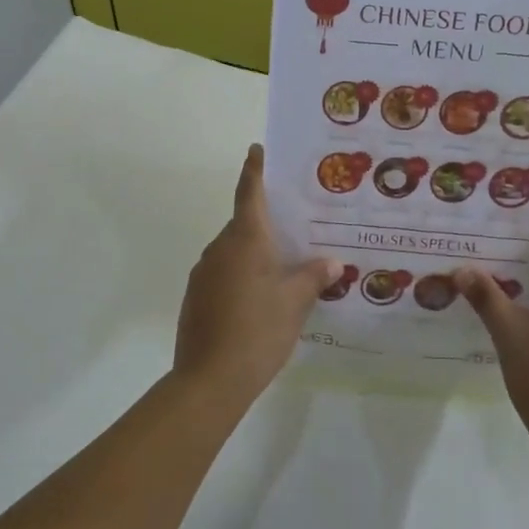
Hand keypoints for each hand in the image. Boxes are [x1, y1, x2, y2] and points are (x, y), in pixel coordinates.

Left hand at [173, 146, 339, 409]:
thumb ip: (314, 277)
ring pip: (234, 251)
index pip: (249, 193)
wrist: (209, 380)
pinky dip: (243, 275)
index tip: (257, 149)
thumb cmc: (257, 331)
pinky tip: (262, 299)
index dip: (254, 170)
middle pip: (244, 224)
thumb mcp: (295, 303)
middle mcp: (220, 248)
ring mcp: (204, 273)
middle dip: (268, 222)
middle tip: (298, 226)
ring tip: (287, 268)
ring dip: (256, 254)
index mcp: (245, 240)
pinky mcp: (197, 297)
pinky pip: (224, 274)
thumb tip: (332, 262)